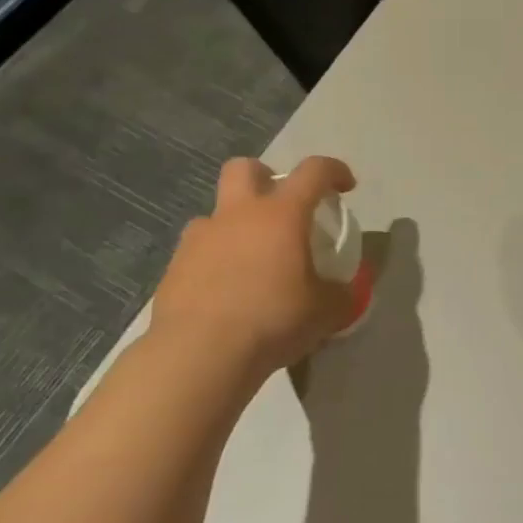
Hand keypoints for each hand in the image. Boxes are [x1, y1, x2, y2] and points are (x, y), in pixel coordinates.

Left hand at [149, 156, 357, 389]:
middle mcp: (239, 214)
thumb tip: (348, 291)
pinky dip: (214, 259)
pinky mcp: (174, 267)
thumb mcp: (326, 312)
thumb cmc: (272, 320)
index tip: (345, 187)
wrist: (199, 355)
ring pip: (216, 212)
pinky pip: (197, 250)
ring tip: (250, 258)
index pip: (314, 171)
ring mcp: (200, 238)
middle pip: (245, 168)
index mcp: (282, 214)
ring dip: (235, 224)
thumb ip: (342, 295)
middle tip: (282, 207)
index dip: (334, 171)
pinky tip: (224, 289)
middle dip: (266, 177)